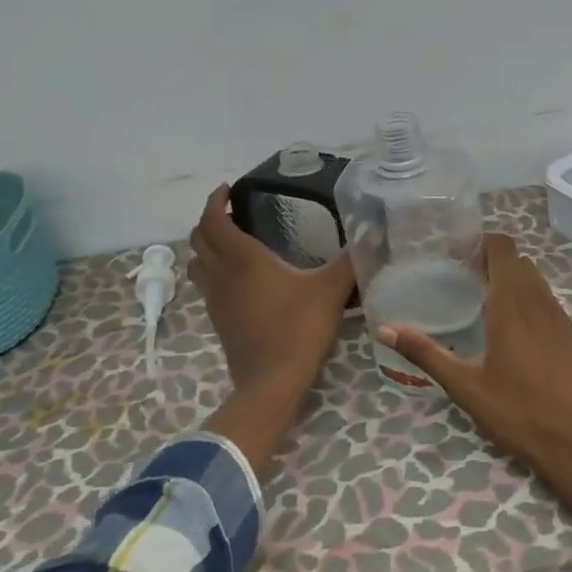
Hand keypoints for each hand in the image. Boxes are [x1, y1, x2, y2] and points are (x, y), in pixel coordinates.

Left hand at [189, 185, 354, 469]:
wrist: (272, 382)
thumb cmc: (299, 329)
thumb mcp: (331, 291)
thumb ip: (351, 260)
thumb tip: (374, 233)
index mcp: (244, 260)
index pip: (213, 221)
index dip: (214, 201)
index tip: (228, 190)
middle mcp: (222, 275)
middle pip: (198, 240)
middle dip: (209, 221)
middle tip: (232, 213)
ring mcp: (216, 300)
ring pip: (197, 264)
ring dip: (207, 247)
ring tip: (231, 242)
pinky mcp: (218, 321)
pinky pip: (206, 286)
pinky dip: (213, 272)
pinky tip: (238, 280)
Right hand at [379, 234, 571, 494]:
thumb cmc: (516, 412)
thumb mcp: (464, 385)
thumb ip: (425, 352)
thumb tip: (384, 329)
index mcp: (512, 306)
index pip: (504, 249)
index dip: (482, 243)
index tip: (458, 256)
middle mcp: (540, 303)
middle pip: (519, 262)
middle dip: (493, 261)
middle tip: (464, 279)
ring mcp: (561, 319)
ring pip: (537, 281)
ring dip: (513, 280)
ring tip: (485, 301)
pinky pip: (549, 302)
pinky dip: (530, 300)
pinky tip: (513, 330)